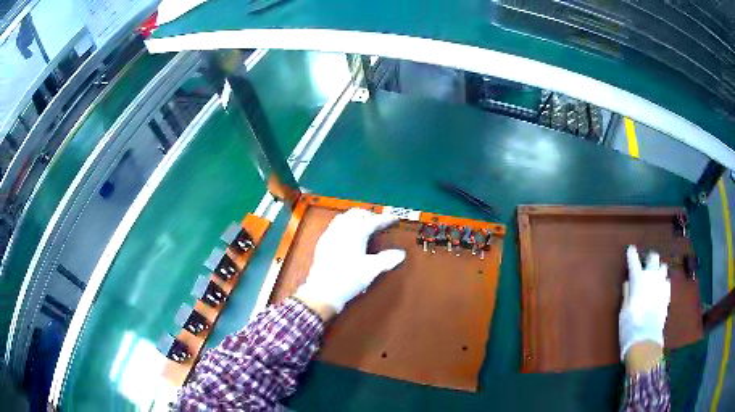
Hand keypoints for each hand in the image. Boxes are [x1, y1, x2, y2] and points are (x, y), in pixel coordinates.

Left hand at [294, 208, 405, 316]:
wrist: (323, 291)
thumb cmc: (348, 280)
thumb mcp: (371, 270)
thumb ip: (387, 259)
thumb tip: (400, 254)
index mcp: (355, 233)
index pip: (373, 221)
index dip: (385, 219)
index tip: (394, 220)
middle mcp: (341, 229)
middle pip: (357, 214)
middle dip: (370, 215)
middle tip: (380, 222)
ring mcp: (330, 234)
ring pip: (345, 217)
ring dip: (357, 218)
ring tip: (366, 226)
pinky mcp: (323, 242)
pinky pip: (336, 225)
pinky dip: (346, 224)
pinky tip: (349, 235)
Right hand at [620, 246, 669, 370]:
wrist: (646, 338)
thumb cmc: (630, 325)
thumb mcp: (624, 310)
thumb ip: (627, 293)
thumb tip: (628, 283)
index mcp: (638, 279)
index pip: (634, 261)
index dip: (632, 254)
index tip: (631, 249)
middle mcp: (651, 277)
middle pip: (653, 258)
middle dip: (650, 259)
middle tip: (646, 264)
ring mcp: (661, 284)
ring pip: (663, 267)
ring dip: (658, 270)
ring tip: (655, 277)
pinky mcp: (668, 294)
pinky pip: (666, 281)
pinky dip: (663, 282)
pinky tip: (660, 289)